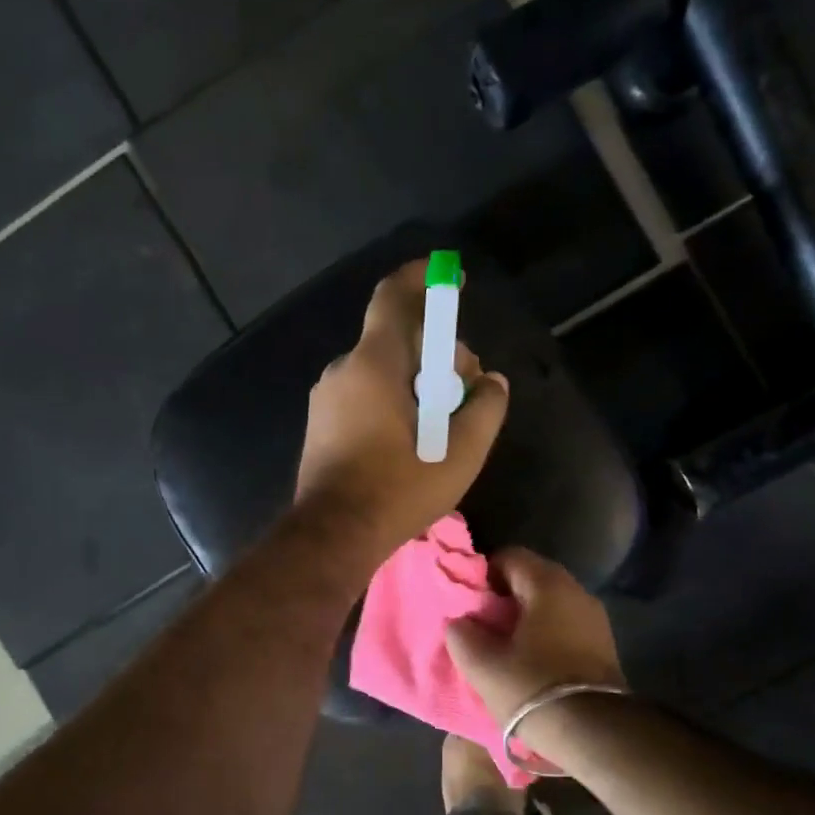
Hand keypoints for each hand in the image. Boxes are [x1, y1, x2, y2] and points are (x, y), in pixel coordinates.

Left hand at [294, 260, 509, 567]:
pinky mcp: (321, 423)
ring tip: (443, 422)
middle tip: (466, 390)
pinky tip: (413, 437)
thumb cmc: (396, 491)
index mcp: (373, 364)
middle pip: (398, 339)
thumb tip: (492, 382)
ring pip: (382, 369)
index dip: (423, 278)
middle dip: (438, 352)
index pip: (394, 297)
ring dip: (418, 381)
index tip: (451, 278)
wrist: (332, 536)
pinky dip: (394, 398)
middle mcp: (343, 370)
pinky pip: (365, 392)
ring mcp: (327, 397)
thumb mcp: (458, 454)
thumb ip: (485, 409)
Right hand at [444, 548, 625, 727]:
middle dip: (505, 595)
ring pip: (551, 602)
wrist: (594, 732)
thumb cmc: (532, 687)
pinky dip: (546, 632)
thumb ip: (462, 634)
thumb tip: (460, 622)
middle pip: (532, 577)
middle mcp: (577, 591)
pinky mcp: (604, 644)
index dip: (484, 573)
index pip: (510, 556)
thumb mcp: (482, 665)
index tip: (470, 600)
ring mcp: (596, 618)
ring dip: (527, 615)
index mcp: (548, 584)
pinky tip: (531, 658)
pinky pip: (566, 624)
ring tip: (504, 643)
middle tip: (482, 622)